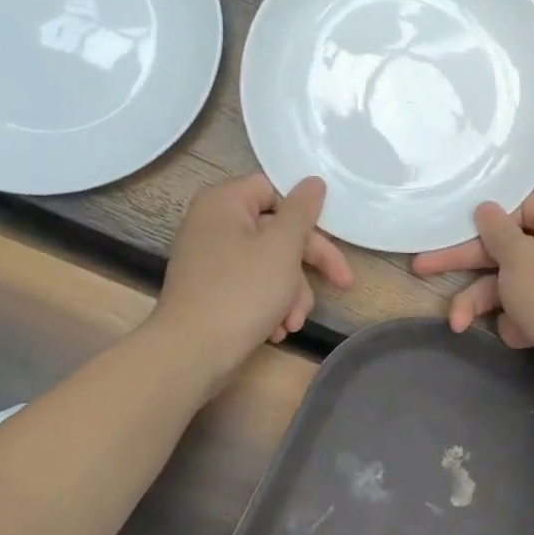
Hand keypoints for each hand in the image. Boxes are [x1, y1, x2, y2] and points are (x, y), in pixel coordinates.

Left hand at [154, 174, 353, 388]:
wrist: (191, 353)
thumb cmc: (241, 291)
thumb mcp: (282, 247)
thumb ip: (302, 211)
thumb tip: (314, 181)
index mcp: (224, 202)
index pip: (274, 191)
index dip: (303, 216)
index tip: (329, 240)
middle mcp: (213, 224)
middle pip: (276, 232)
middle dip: (306, 266)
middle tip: (342, 283)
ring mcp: (210, 259)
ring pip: (269, 264)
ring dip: (291, 293)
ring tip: (294, 322)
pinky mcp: (211, 290)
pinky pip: (251, 286)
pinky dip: (270, 304)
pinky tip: (278, 330)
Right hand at [412, 194, 533, 407]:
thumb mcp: (520, 258)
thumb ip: (498, 231)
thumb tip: (486, 206)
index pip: (521, 208)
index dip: (489, 218)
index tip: (457, 227)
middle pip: (504, 250)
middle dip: (465, 264)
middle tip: (422, 267)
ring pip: (505, 286)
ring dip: (479, 303)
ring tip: (456, 322)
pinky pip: (519, 312)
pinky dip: (513, 323)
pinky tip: (521, 337)